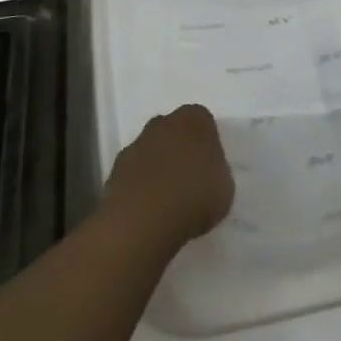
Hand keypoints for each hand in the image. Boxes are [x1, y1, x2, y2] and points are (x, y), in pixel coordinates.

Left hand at [103, 104, 234, 248]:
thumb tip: (206, 171)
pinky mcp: (115, 170)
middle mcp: (162, 124)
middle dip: (179, 147)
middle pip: (173, 129)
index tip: (210, 163)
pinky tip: (148, 208)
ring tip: (167, 198)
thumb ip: (216, 170)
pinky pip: (134, 172)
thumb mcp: (225, 186)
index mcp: (193, 121)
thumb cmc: (194, 198)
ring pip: (151, 149)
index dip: (207, 140)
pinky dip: (140, 184)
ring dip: (157, 166)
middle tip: (189, 177)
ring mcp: (136, 145)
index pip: (202, 119)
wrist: (143, 221)